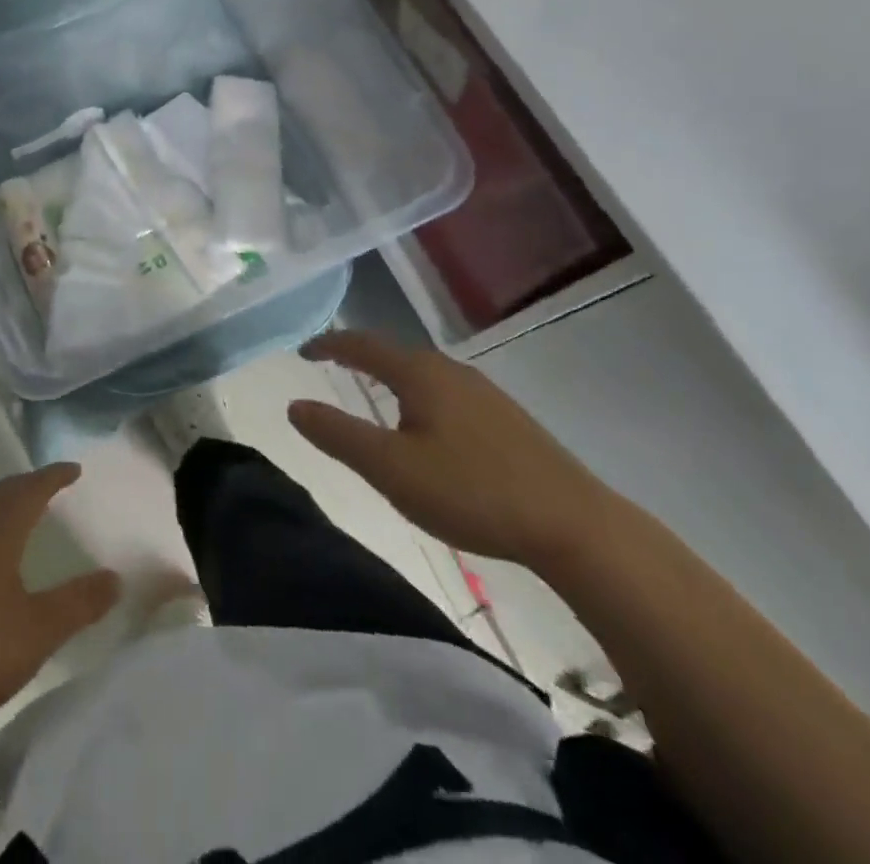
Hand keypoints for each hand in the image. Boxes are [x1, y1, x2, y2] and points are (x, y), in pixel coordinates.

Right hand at [290, 331, 615, 566]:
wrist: (574, 524)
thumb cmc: (472, 491)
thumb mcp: (391, 469)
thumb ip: (338, 434)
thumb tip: (295, 405)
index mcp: (419, 373)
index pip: (362, 344)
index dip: (328, 344)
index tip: (302, 351)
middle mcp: (450, 370)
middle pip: (393, 352)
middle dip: (359, 356)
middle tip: (331, 367)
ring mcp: (483, 392)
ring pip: (423, 372)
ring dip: (390, 376)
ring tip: (371, 393)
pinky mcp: (506, 417)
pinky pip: (445, 391)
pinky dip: (418, 394)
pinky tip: (426, 424)